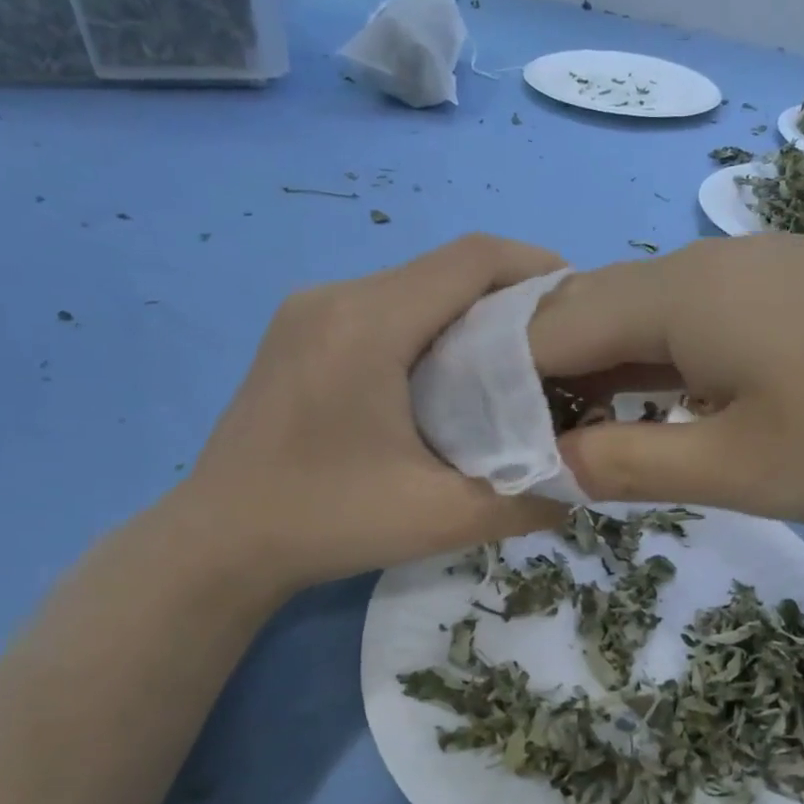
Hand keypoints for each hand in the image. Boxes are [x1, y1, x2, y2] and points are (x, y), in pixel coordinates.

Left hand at [168, 234, 566, 602]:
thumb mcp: (441, 519)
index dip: (537, 267)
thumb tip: (585, 480)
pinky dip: (430, 326)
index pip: (472, 260)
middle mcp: (335, 297)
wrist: (218, 544)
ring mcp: (308, 311)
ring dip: (469, 312)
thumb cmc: (327, 523)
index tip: (583, 302)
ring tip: (513, 363)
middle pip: (444, 269)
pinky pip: (382, 307)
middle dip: (510, 295)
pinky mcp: (297, 333)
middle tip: (559, 345)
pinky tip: (448, 376)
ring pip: (413, 286)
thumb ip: (526, 498)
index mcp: (369, 324)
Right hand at [527, 234, 803, 531]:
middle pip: (593, 308)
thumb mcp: (736, 468)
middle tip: (528, 444)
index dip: (503, 381)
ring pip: (648, 313)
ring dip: (607, 369)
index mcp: (680, 292)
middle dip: (548, 374)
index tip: (484, 439)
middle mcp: (709, 260)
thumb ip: (628, 462)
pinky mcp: (799, 290)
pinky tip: (667, 406)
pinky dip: (662, 363)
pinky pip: (699, 319)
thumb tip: (548, 463)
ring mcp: (760, 268)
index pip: (550, 326)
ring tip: (583, 434)